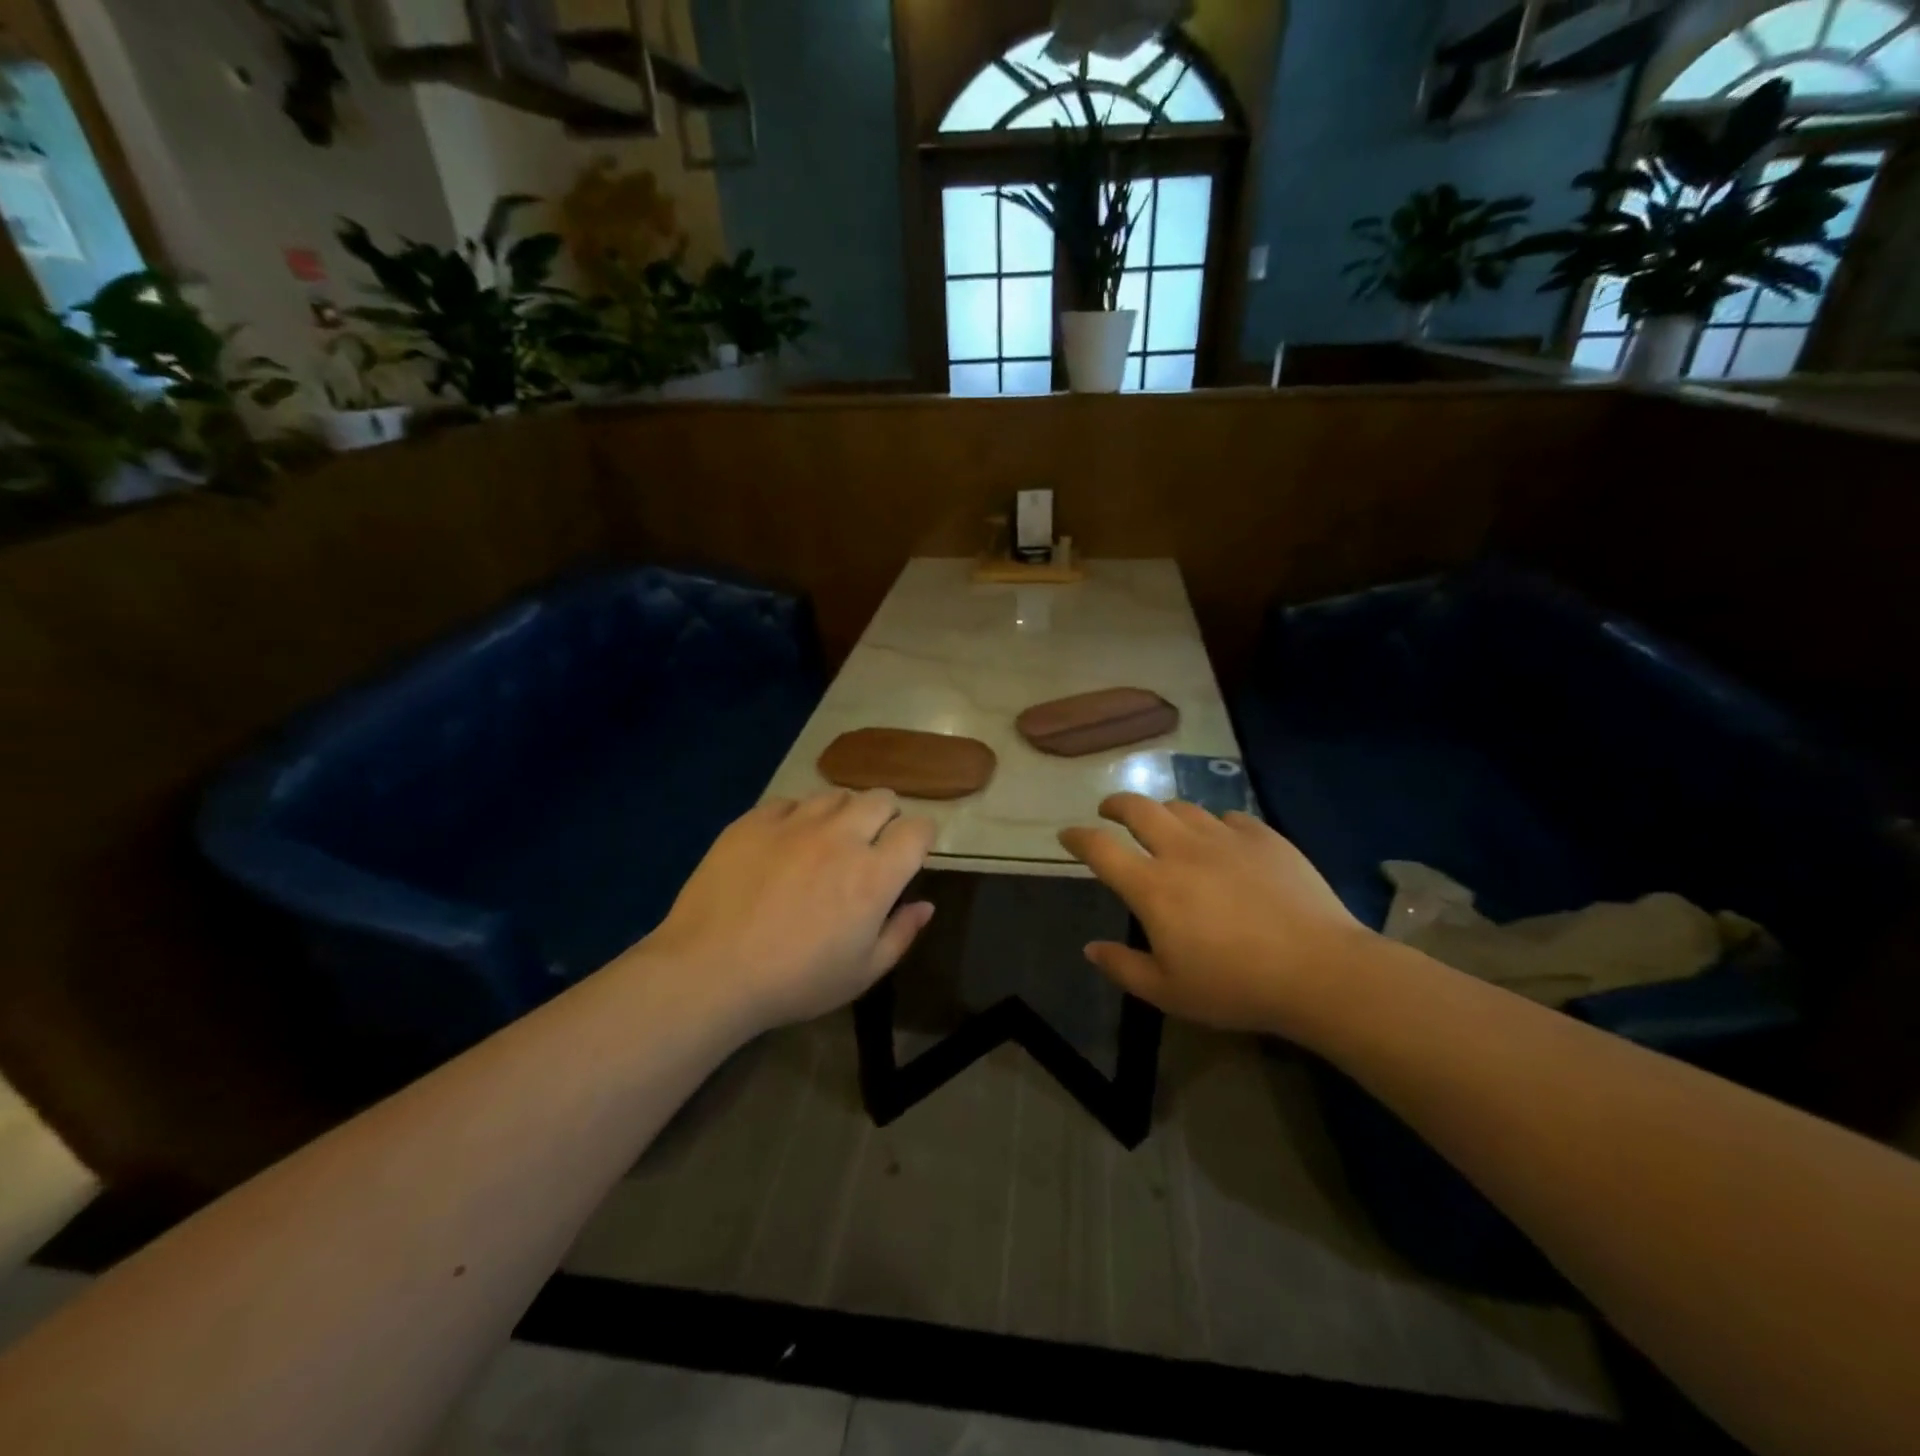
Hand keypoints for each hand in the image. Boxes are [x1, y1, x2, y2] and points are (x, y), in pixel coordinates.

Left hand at [639, 790, 937, 1032]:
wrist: (709, 971)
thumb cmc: (795, 981)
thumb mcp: (862, 973)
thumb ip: (901, 934)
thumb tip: (925, 905)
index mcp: (874, 874)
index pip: (918, 829)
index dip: (921, 837)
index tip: (911, 853)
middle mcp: (842, 837)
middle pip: (881, 798)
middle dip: (887, 816)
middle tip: (872, 843)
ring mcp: (795, 823)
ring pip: (836, 794)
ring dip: (843, 812)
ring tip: (828, 839)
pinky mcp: (755, 821)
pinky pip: (789, 802)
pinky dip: (797, 817)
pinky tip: (785, 843)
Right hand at [1059, 794, 1372, 1034]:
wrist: (1320, 970)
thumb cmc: (1236, 986)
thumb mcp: (1169, 993)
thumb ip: (1123, 968)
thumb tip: (1091, 948)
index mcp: (1152, 885)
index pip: (1100, 848)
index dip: (1077, 837)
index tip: (1066, 835)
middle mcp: (1183, 850)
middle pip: (1138, 808)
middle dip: (1116, 804)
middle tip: (1109, 811)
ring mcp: (1226, 838)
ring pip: (1183, 807)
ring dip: (1163, 812)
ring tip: (1163, 824)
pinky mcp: (1264, 837)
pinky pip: (1229, 818)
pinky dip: (1214, 825)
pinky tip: (1221, 840)